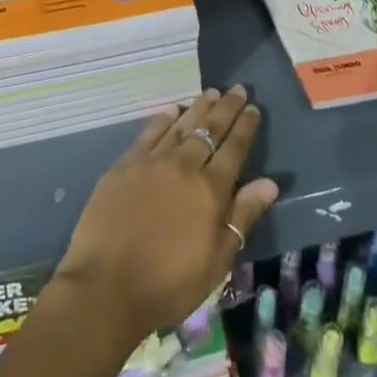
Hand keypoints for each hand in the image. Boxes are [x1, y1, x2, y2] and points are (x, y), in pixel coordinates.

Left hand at [54, 86, 278, 345]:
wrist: (106, 286)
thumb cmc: (168, 283)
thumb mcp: (216, 261)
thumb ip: (242, 216)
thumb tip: (269, 182)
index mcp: (210, 190)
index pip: (233, 149)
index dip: (245, 127)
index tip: (253, 108)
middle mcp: (184, 166)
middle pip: (209, 130)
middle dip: (226, 108)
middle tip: (237, 90)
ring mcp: (152, 162)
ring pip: (181, 125)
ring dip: (198, 107)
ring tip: (211, 92)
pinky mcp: (125, 165)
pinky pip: (149, 133)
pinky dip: (163, 119)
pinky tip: (171, 110)